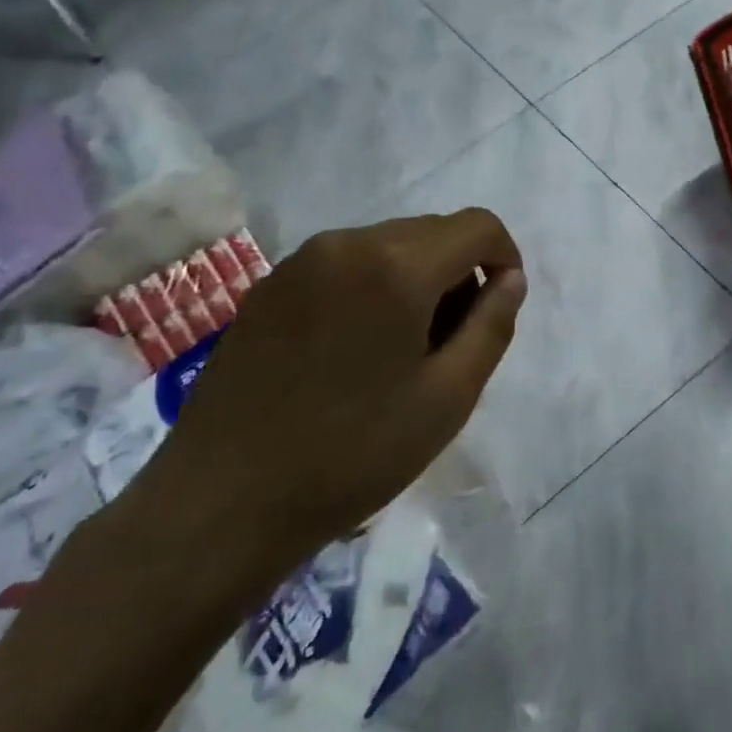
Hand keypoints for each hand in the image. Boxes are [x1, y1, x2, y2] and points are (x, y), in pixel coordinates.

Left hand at [132, 210, 524, 581]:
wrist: (221, 505)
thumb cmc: (353, 454)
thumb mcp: (448, 396)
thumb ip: (492, 325)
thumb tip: (510, 280)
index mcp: (396, 265)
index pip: (476, 226)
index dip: (504, 258)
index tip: (499, 308)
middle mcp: (346, 243)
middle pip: (432, 232)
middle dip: (459, 273)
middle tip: (450, 344)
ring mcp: (300, 262)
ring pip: (387, 246)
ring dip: (415, 280)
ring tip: (401, 353)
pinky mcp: (268, 287)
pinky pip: (344, 266)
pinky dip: (371, 288)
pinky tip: (353, 352)